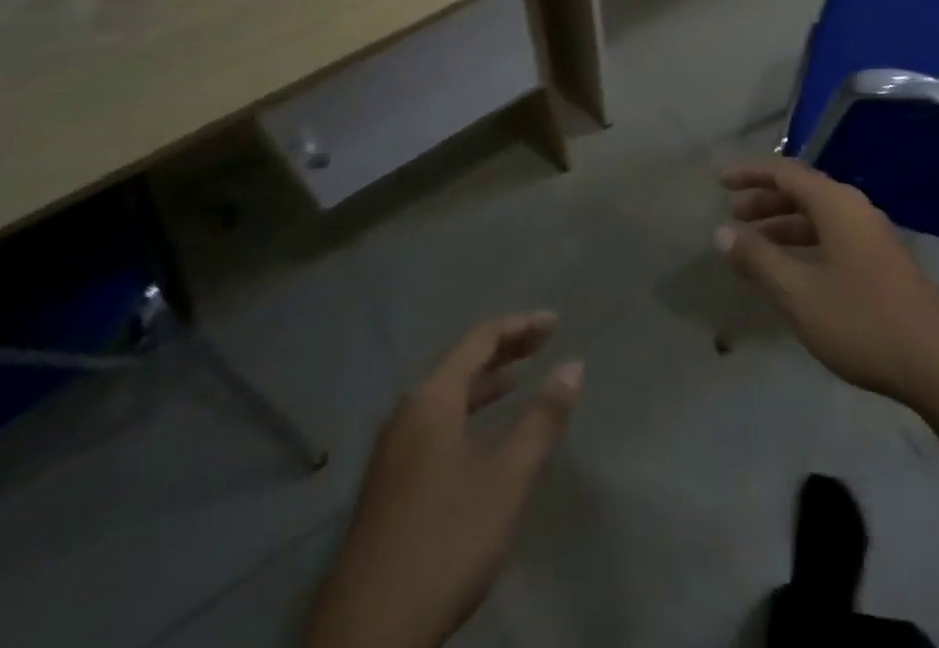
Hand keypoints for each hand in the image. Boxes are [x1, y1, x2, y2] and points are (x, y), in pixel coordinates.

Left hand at [304, 313, 582, 647]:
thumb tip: (573, 365)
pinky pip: (435, 425)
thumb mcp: (506, 480)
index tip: (556, 322)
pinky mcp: (388, 487)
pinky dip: (468, 413)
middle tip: (544, 342)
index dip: (520, 326)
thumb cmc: (444, 542)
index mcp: (431, 400)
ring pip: (446, 397)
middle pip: (460, 363)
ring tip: (519, 380)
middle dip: (504, 349)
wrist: (365, 639)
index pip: (479, 340)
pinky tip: (483, 438)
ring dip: (485, 383)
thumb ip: (542, 419)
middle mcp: (406, 414)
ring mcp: (391, 452)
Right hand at [716, 158, 938, 412]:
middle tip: (733, 215)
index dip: (751, 174)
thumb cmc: (863, 322)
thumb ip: (759, 260)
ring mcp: (872, 234)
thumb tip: (721, 232)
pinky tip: (793, 269)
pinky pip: (833, 234)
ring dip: (784, 222)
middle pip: (803, 190)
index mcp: (837, 205)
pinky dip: (805, 241)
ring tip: (754, 243)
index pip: (786, 172)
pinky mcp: (881, 259)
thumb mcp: (800, 295)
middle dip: (766, 199)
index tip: (720, 182)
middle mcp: (855, 209)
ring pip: (819, 215)